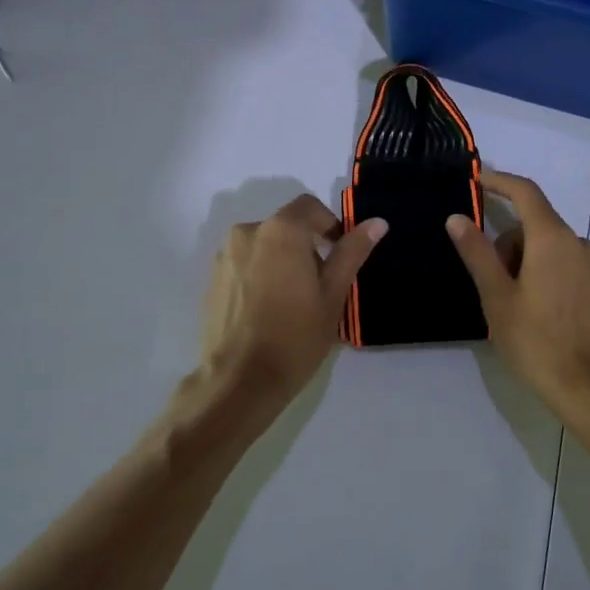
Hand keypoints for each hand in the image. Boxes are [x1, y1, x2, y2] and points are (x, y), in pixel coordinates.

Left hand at [198, 194, 386, 405]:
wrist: (239, 381)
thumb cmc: (295, 336)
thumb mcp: (334, 294)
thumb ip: (352, 252)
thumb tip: (377, 223)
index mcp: (281, 230)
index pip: (310, 207)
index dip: (330, 225)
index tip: (340, 255)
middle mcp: (247, 232)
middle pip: (286, 226)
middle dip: (306, 246)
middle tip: (320, 285)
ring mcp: (225, 256)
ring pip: (264, 245)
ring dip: (282, 260)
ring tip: (293, 300)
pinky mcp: (212, 279)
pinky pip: (245, 263)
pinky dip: (260, 274)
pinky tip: (268, 309)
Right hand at [445, 170, 589, 422]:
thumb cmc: (537, 340)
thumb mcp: (497, 297)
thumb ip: (477, 252)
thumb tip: (457, 217)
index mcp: (552, 238)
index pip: (525, 192)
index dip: (499, 181)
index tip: (475, 179)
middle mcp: (575, 242)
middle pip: (532, 223)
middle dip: (504, 242)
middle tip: (488, 282)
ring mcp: (589, 265)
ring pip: (544, 245)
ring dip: (520, 260)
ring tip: (508, 305)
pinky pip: (559, 262)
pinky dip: (538, 271)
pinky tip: (529, 309)